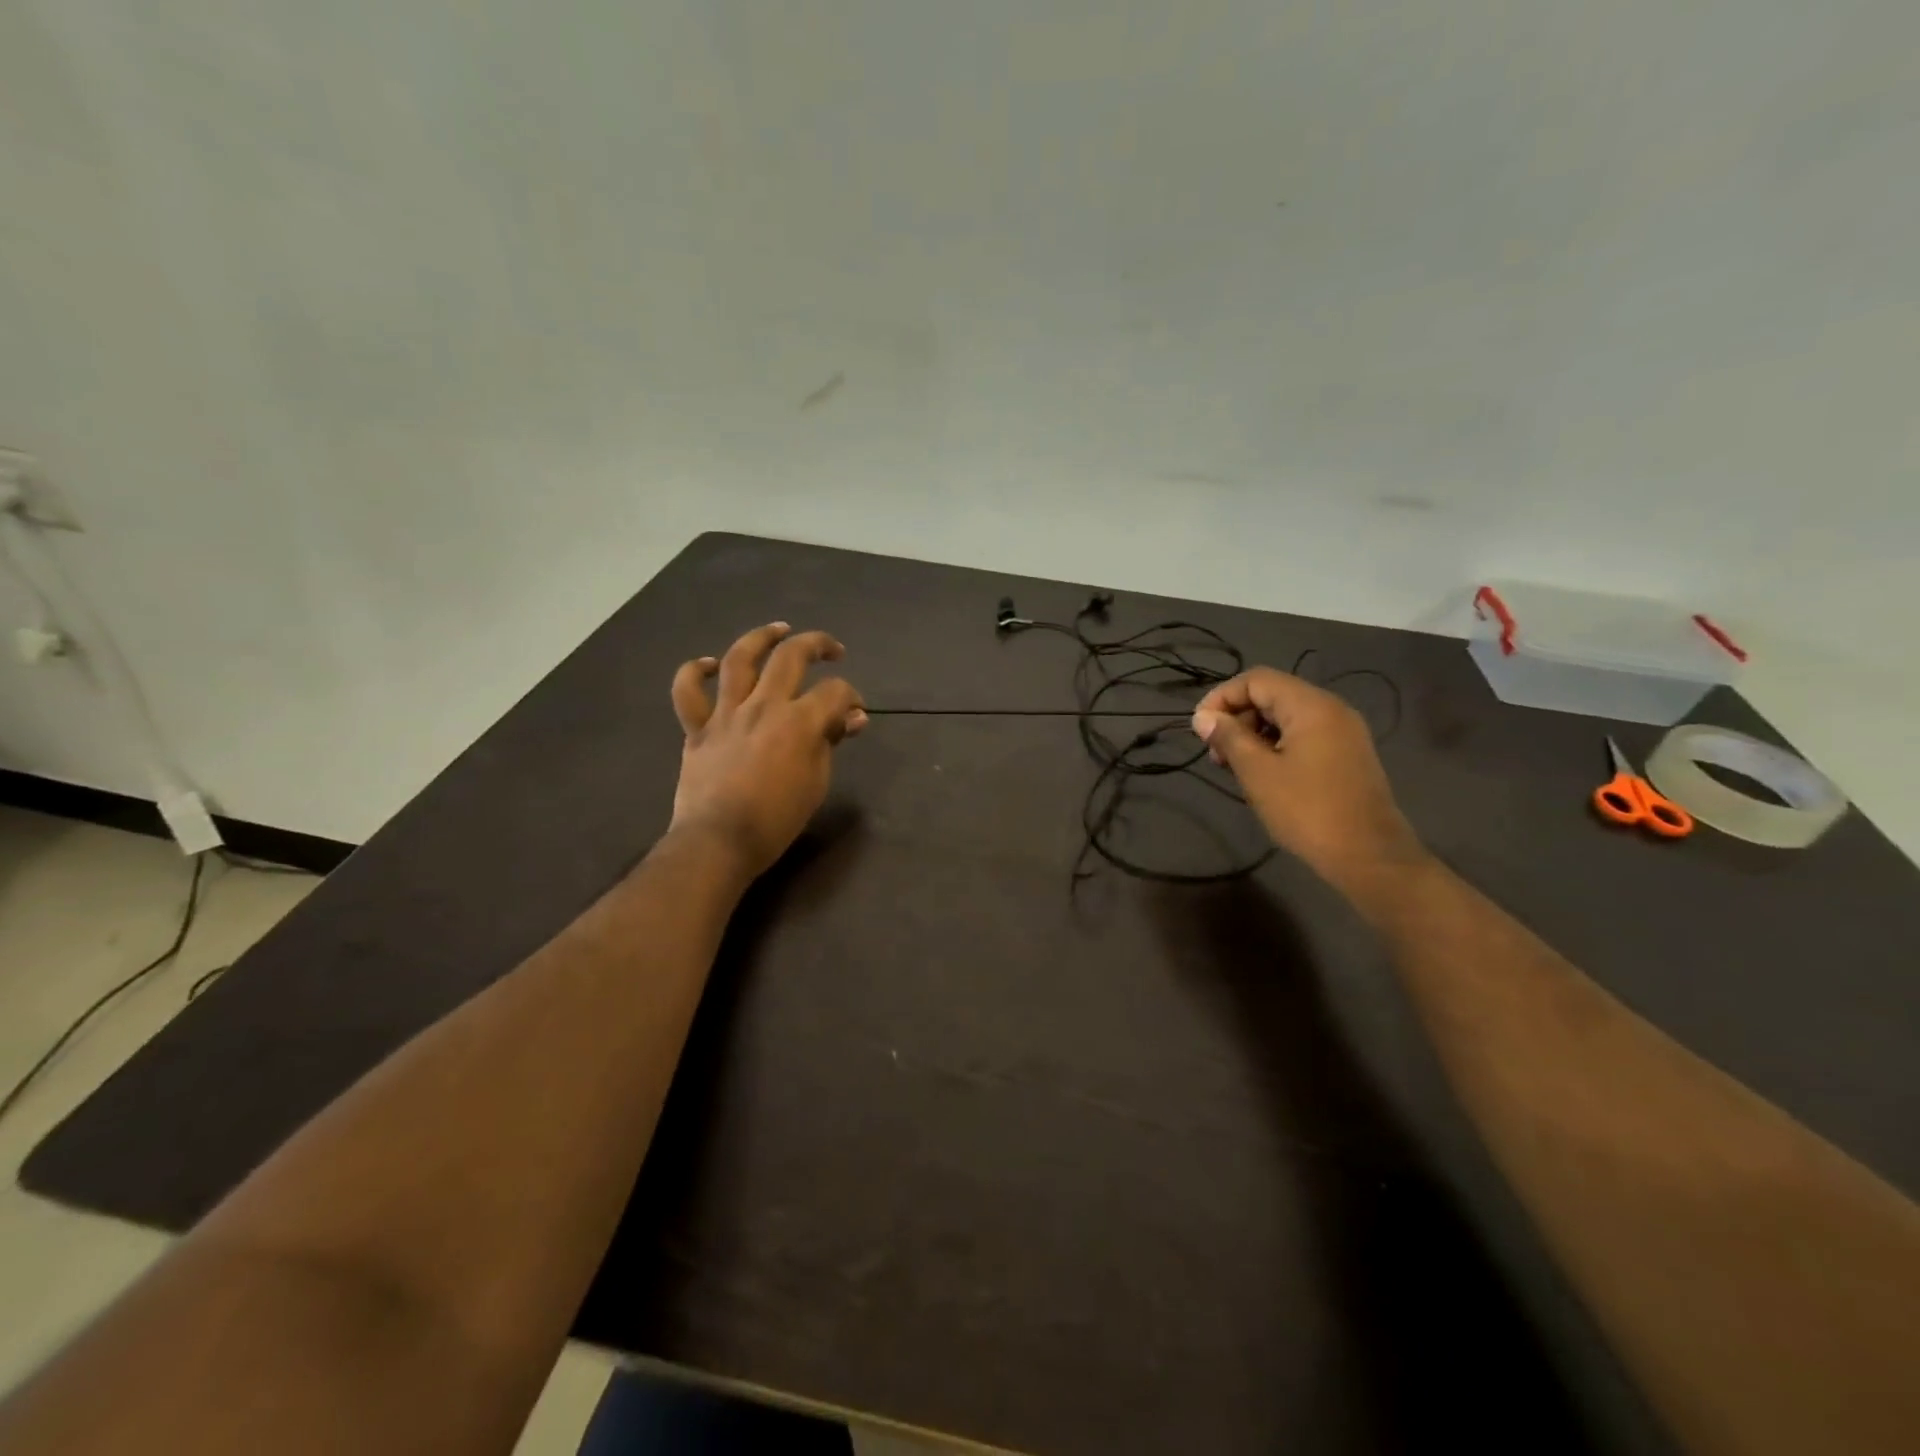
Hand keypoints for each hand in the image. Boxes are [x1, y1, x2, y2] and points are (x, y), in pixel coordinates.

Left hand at [669, 623, 865, 878]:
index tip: (854, 713)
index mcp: (799, 721)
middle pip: (791, 656)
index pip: (834, 692)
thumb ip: (830, 742)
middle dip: (816, 644)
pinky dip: (695, 672)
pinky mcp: (697, 728)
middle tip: (831, 649)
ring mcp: (726, 713)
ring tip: (777, 630)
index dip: (851, 697)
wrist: (720, 840)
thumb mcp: (817, 782)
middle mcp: (763, 705)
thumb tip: (852, 718)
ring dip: (761, 637)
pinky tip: (709, 664)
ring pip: (739, 658)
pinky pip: (688, 691)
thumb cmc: (777, 818)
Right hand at [1191, 668, 1424, 892]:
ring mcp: (1344, 732)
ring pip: (1287, 717)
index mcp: (1311, 706)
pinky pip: (1304, 735)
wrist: (1369, 856)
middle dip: (1237, 717)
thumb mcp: (1258, 773)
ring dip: (1254, 733)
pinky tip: (1263, 774)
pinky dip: (1276, 745)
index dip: (1222, 697)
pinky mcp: (1347, 755)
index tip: (1200, 728)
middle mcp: (1332, 709)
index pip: (1256, 680)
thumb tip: (1203, 717)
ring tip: (1235, 767)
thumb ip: (1228, 738)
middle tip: (1217, 754)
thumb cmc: (1307, 811)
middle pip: (1272, 695)